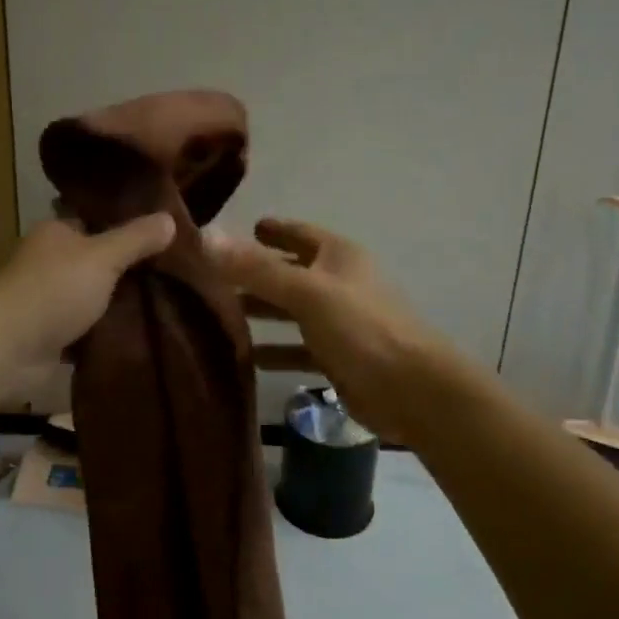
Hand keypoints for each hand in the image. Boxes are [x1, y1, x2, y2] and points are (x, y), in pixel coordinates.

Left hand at [0, 214, 176, 374]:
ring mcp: (48, 300)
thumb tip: (170, 218)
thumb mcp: (103, 256)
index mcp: (55, 233)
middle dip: (126, 269)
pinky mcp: (50, 335)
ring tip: (165, 303)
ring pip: (93, 296)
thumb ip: (136, 239)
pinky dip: (106, 332)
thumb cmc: (54, 289)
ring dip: (117, 304)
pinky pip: (86, 329)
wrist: (8, 348)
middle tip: (172, 272)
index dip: (124, 225)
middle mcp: (49, 262)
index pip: (93, 221)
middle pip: (95, 261)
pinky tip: (139, 333)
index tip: (160, 233)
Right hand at [206, 218, 454, 442]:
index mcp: (338, 256)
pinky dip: (277, 351)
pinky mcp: (339, 358)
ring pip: (293, 311)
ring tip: (221, 314)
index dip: (272, 230)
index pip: (298, 233)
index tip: (244, 227)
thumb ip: (256, 268)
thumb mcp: (305, 292)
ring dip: (263, 312)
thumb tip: (205, 237)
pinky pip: (300, 348)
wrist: (413, 391)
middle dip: (256, 274)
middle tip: (213, 276)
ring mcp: (341, 322)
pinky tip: (249, 358)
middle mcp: (339, 283)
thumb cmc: (361, 328)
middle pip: (291, 272)